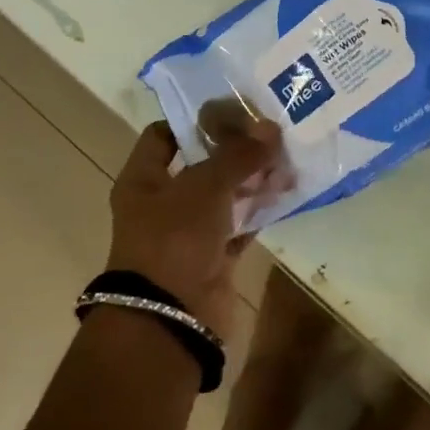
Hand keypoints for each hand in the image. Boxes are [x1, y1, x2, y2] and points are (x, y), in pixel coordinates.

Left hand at [106, 120, 281, 338]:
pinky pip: (239, 226)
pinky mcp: (212, 259)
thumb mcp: (205, 186)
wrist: (171, 318)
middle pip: (200, 165)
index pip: (163, 136)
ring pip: (223, 196)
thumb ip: (238, 155)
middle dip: (234, 150)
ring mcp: (187, 233)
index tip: (232, 110)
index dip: (194, 120)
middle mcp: (161, 204)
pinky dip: (259, 212)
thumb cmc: (174, 239)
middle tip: (270, 131)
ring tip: (286, 158)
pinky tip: (286, 193)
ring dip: (251, 180)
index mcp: (142, 180)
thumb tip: (270, 128)